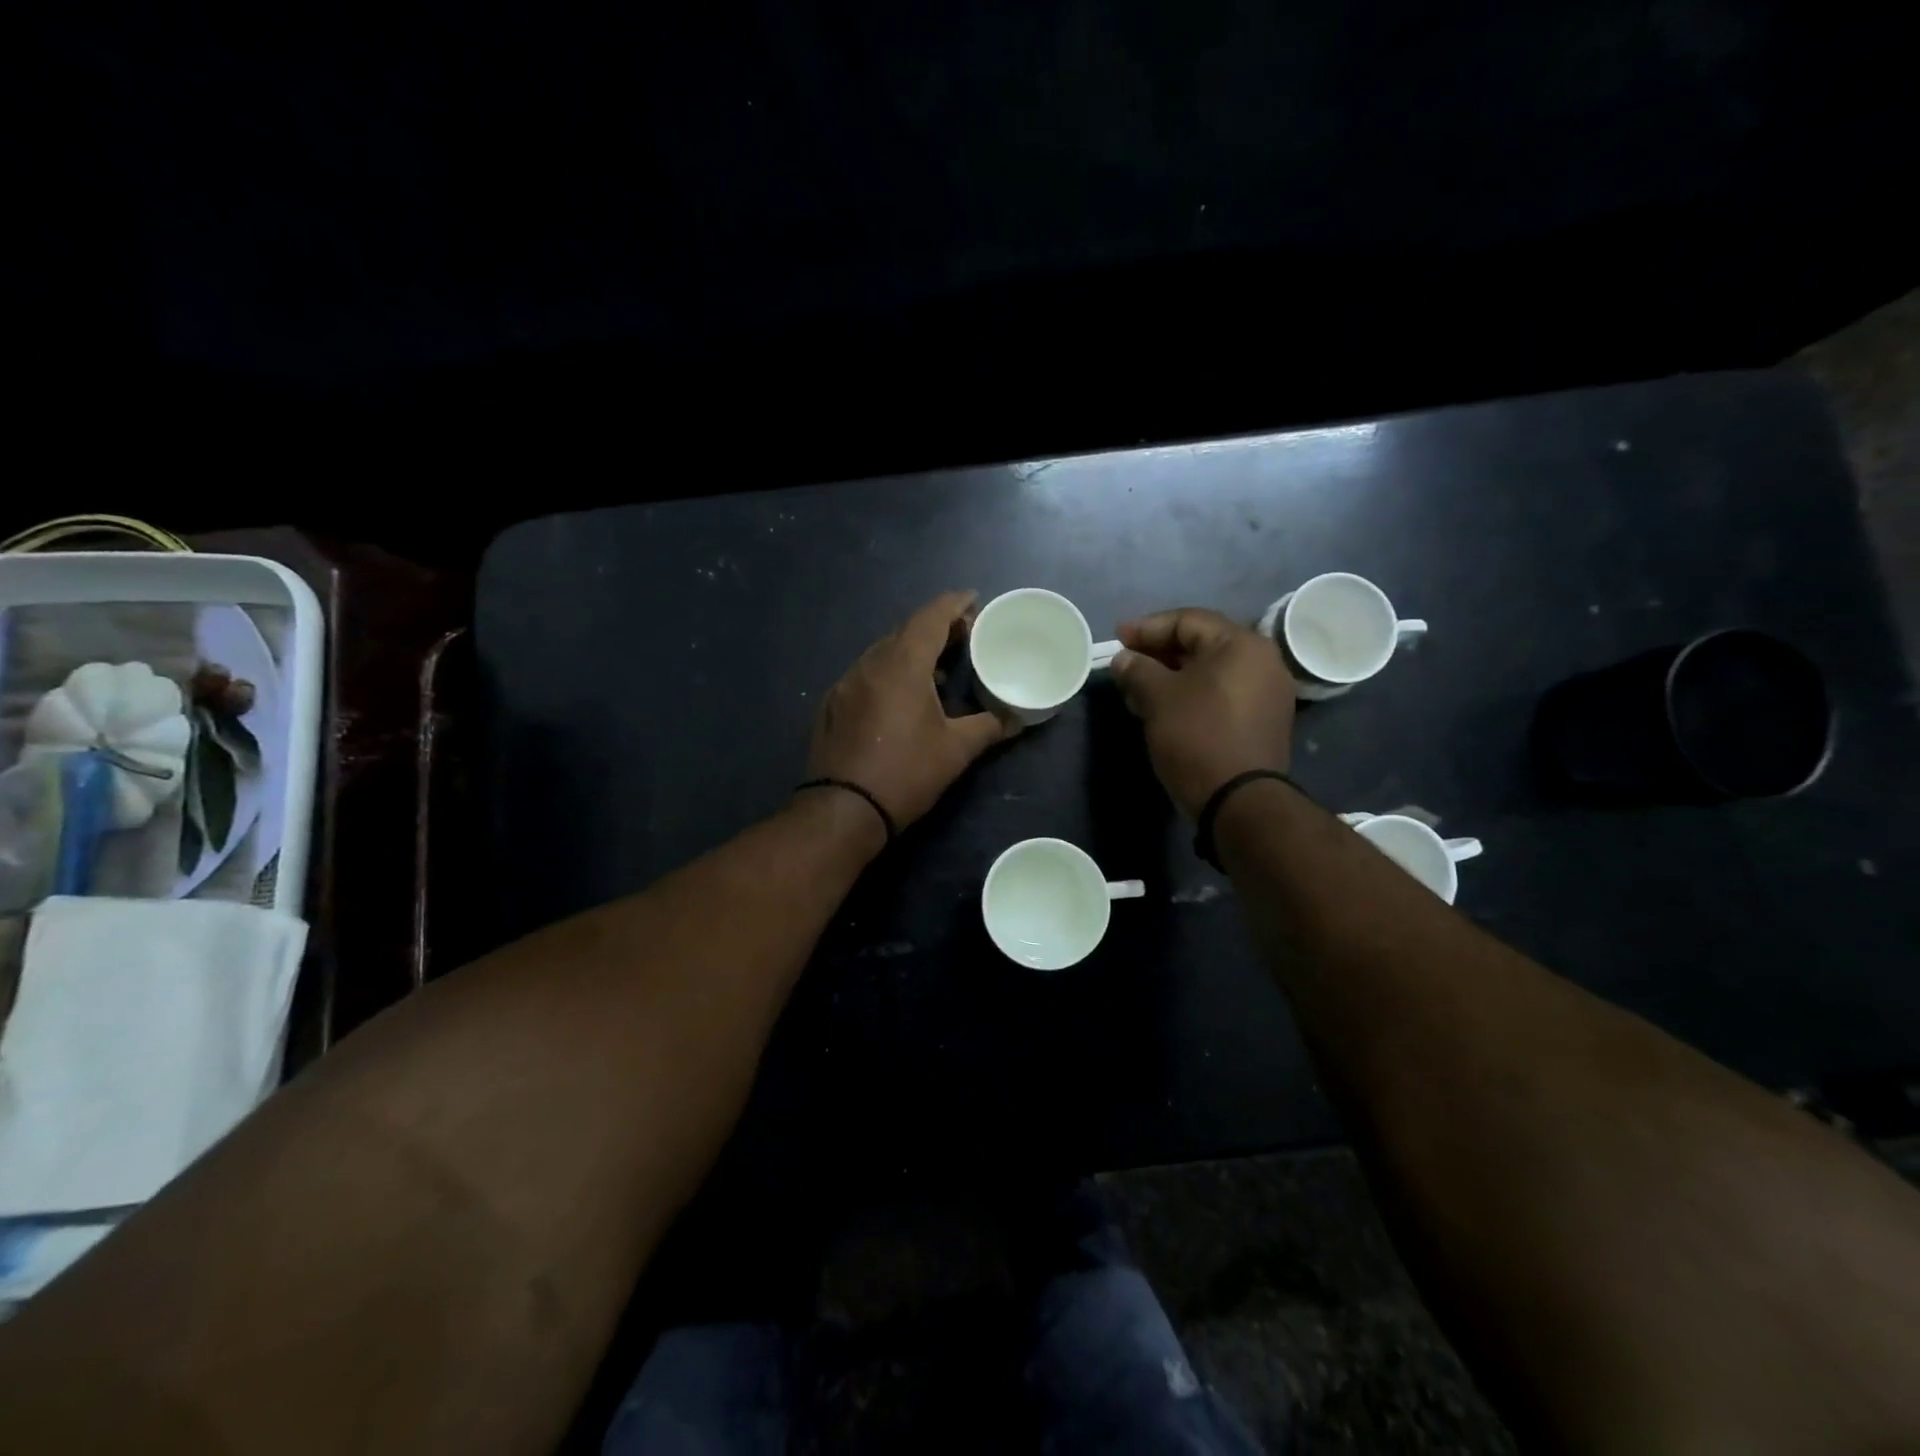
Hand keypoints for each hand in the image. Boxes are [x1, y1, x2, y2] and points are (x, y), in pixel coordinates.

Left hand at [807, 590, 1011, 830]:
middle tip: (963, 636)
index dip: (953, 604)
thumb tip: (1018, 719)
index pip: (930, 617)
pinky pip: (866, 672)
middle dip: (935, 626)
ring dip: (911, 650)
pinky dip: (890, 671)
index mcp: (902, 665)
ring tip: (937, 666)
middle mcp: (870, 663)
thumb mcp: (956, 751)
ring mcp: (846, 683)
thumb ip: (989, 727)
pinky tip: (902, 693)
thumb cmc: (906, 773)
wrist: (843, 810)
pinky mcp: (833, 704)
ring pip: (883, 651)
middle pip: (905, 630)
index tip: (973, 599)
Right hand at [1111, 608, 1295, 818]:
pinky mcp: (1263, 720)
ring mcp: (1267, 692)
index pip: (1187, 620)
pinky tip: (1164, 709)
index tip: (1117, 638)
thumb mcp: (1158, 698)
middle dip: (1158, 653)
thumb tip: (1123, 659)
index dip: (1147, 628)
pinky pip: (1222, 694)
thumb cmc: (1197, 736)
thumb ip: (1137, 669)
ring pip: (1210, 671)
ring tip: (1137, 691)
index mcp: (1241, 644)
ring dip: (1172, 676)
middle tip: (1125, 664)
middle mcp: (1263, 660)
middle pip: (1202, 644)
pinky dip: (1192, 694)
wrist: (1239, 800)